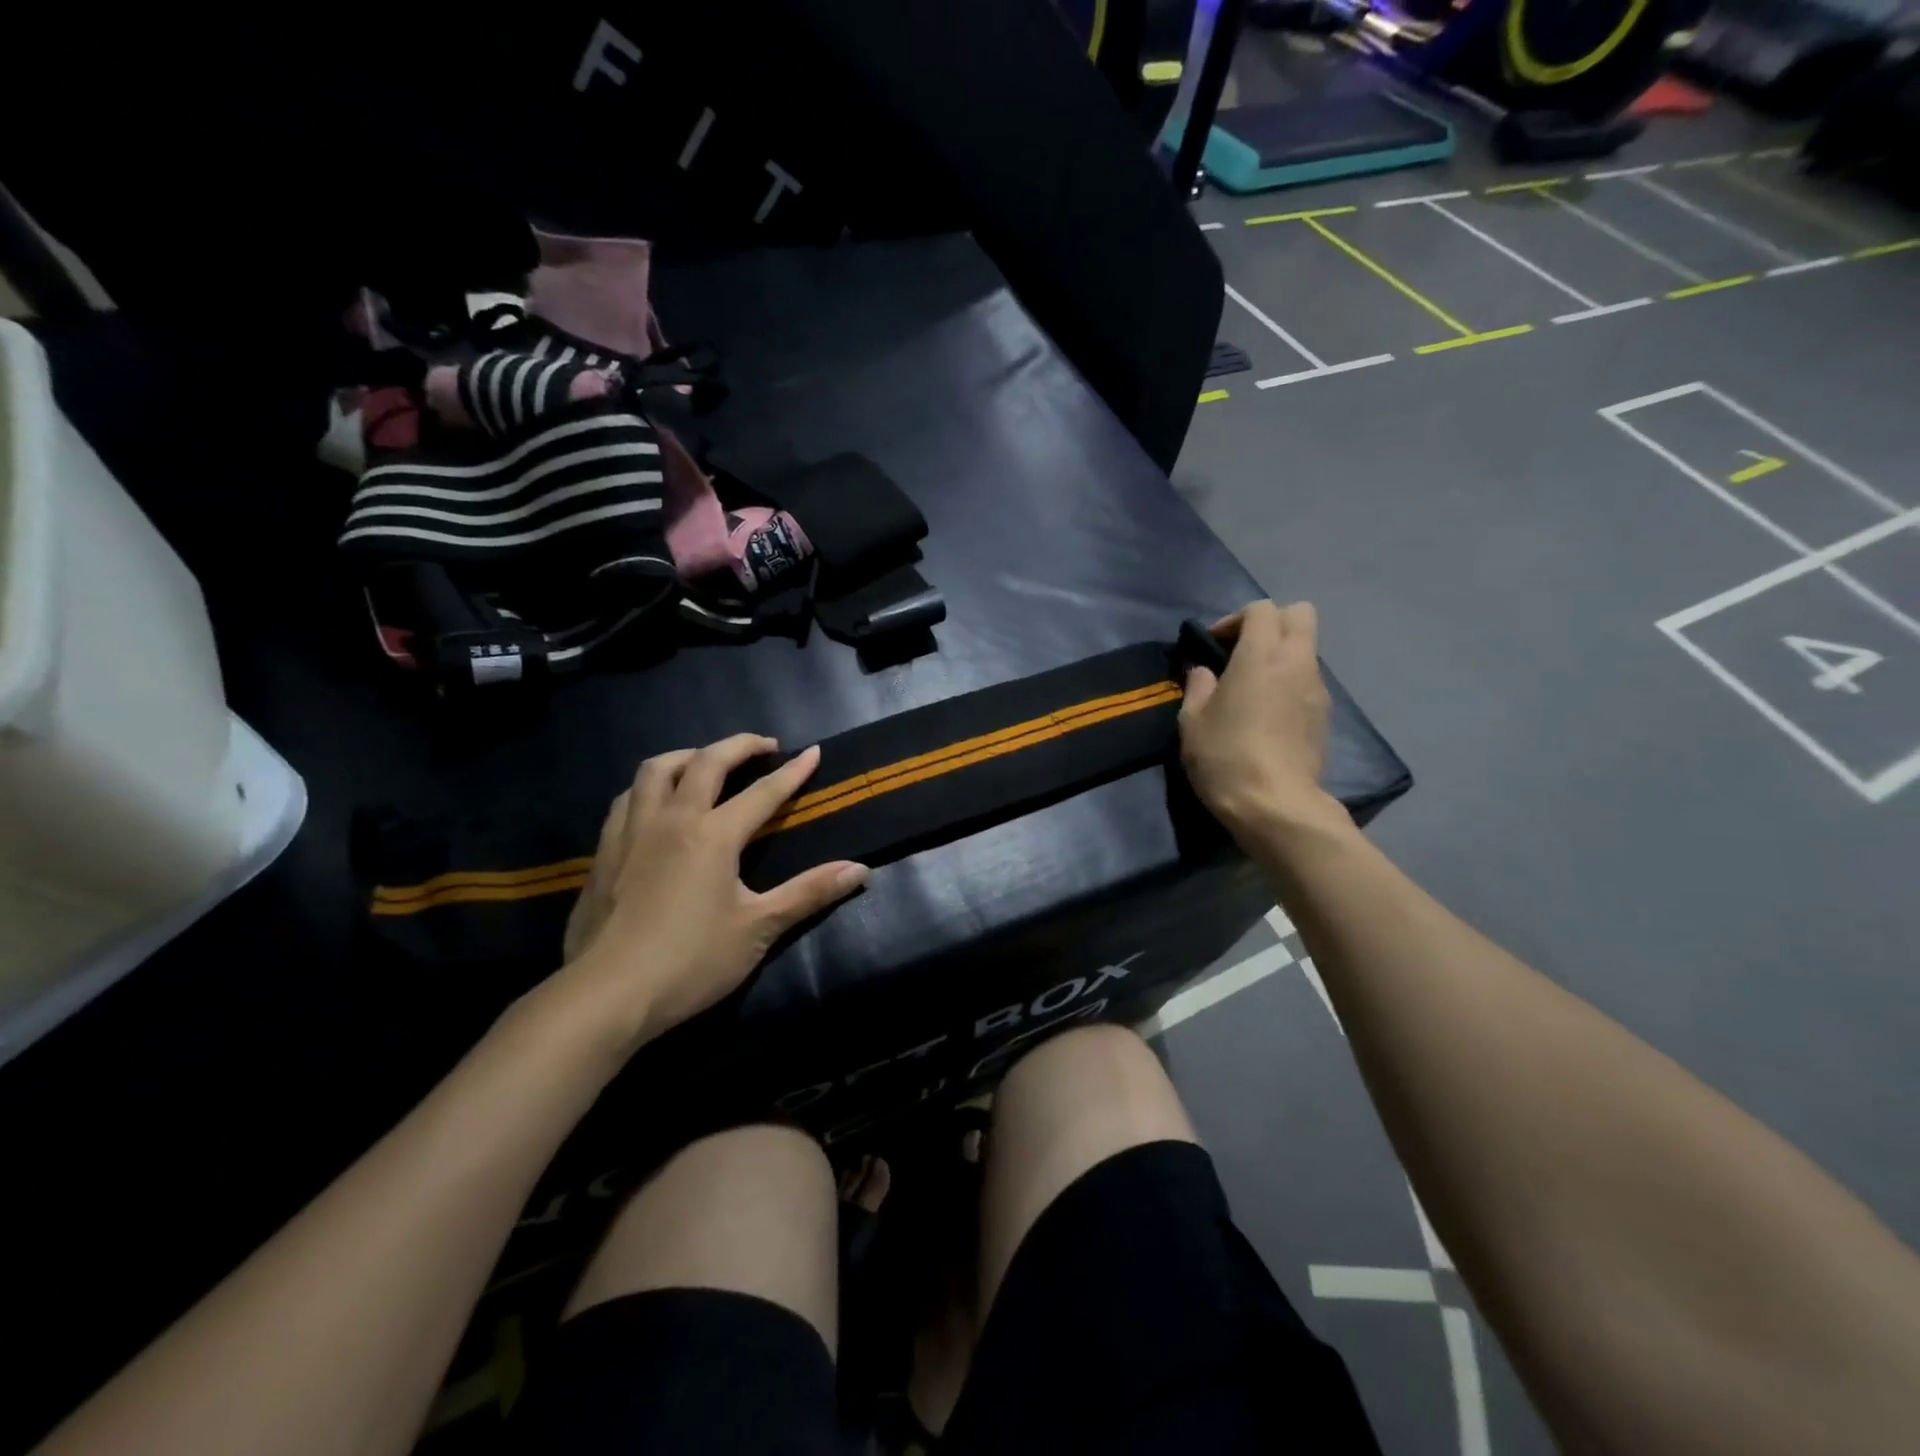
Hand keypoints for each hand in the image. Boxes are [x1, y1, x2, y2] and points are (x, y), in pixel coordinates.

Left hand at [557, 735, 868, 1044]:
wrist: (606, 995)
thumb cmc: (690, 961)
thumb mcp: (758, 929)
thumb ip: (809, 893)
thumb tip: (860, 870)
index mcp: (713, 835)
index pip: (763, 792)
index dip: (792, 772)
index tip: (813, 751)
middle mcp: (672, 819)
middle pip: (706, 762)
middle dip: (739, 746)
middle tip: (763, 746)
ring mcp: (632, 831)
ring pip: (656, 769)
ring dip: (688, 755)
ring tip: (706, 762)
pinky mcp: (604, 851)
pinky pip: (627, 798)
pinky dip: (650, 785)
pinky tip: (656, 802)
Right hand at [1178, 601, 1338, 841]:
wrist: (1275, 805)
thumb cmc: (1225, 756)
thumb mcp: (1192, 720)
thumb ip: (1199, 686)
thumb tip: (1206, 672)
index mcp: (1261, 655)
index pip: (1261, 608)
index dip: (1235, 619)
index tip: (1214, 645)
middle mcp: (1297, 662)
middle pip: (1299, 614)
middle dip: (1270, 623)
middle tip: (1241, 651)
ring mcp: (1317, 689)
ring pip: (1306, 650)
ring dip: (1281, 655)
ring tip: (1252, 687)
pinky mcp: (1324, 716)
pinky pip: (1308, 681)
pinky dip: (1290, 683)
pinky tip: (1268, 714)